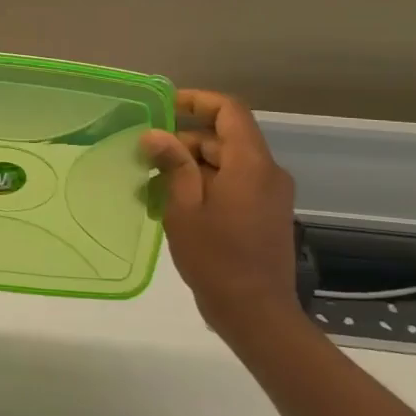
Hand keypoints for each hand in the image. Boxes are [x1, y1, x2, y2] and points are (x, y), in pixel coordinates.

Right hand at [140, 90, 298, 331]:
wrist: (256, 314)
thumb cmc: (216, 258)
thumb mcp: (184, 208)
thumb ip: (173, 164)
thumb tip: (155, 134)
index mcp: (251, 164)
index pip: (229, 111)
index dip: (197, 101)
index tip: (163, 108)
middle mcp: (267, 173)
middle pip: (224, 138)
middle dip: (184, 142)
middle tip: (146, 158)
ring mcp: (269, 195)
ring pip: (226, 163)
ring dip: (191, 167)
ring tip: (153, 186)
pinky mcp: (265, 214)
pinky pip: (233, 184)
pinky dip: (205, 185)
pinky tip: (174, 205)